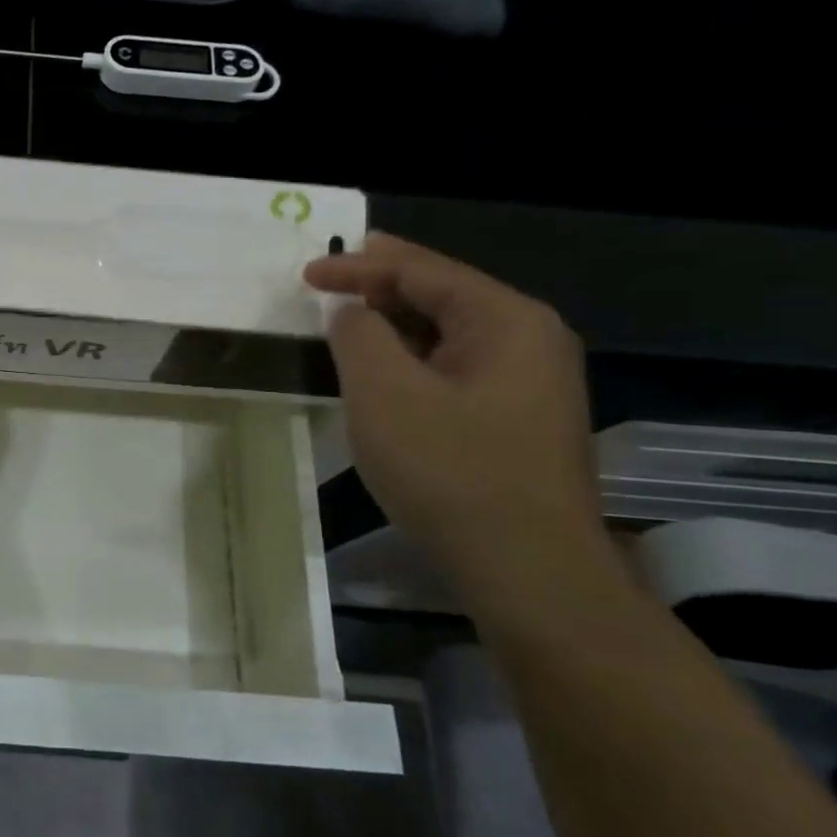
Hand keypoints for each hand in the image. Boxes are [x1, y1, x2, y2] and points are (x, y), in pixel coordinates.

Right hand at [303, 233, 609, 594]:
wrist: (528, 570)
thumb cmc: (450, 470)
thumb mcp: (384, 393)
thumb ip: (358, 334)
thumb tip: (351, 311)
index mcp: (506, 319)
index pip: (421, 270)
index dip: (358, 265)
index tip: (305, 273)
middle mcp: (530, 339)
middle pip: (441, 295)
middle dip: (378, 289)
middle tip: (324, 289)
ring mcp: (531, 382)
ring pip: (447, 335)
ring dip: (393, 327)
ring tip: (345, 325)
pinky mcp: (519, 419)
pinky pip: (456, 369)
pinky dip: (412, 361)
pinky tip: (384, 375)